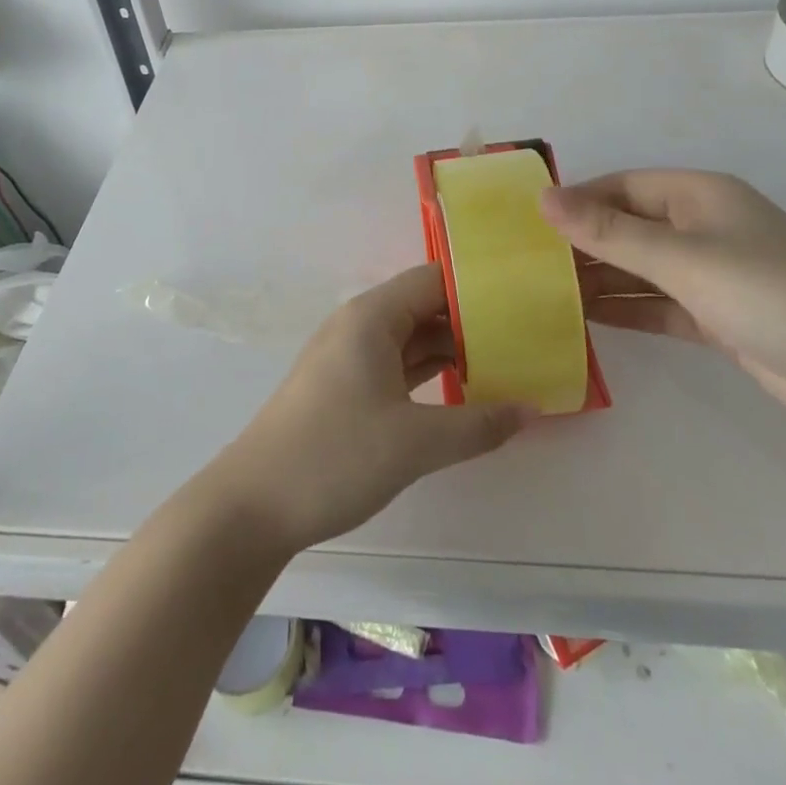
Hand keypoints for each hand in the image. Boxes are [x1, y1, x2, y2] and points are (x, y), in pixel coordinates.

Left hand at [208, 264, 531, 554]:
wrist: (254, 504)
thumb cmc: (334, 456)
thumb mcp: (415, 442)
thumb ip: (478, 424)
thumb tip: (532, 409)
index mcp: (371, 316)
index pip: (434, 280)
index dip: (478, 287)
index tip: (523, 301)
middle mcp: (360, 325)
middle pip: (424, 307)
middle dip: (472, 321)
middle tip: (527, 337)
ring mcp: (349, 356)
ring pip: (411, 338)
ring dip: (454, 350)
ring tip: (508, 362)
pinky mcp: (345, 386)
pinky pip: (397, 364)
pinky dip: (430, 372)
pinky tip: (464, 390)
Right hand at [544, 171, 785, 435]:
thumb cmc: (769, 295)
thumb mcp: (681, 258)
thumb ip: (609, 232)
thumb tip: (543, 198)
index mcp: (698, 194)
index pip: (622, 186)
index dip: (576, 200)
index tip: (527, 223)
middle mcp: (703, 226)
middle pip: (629, 226)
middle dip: (583, 243)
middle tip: (526, 263)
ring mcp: (713, 273)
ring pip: (641, 268)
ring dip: (601, 279)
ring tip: (544, 292)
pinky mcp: (719, 316)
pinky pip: (659, 304)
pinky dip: (627, 310)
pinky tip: (587, 319)